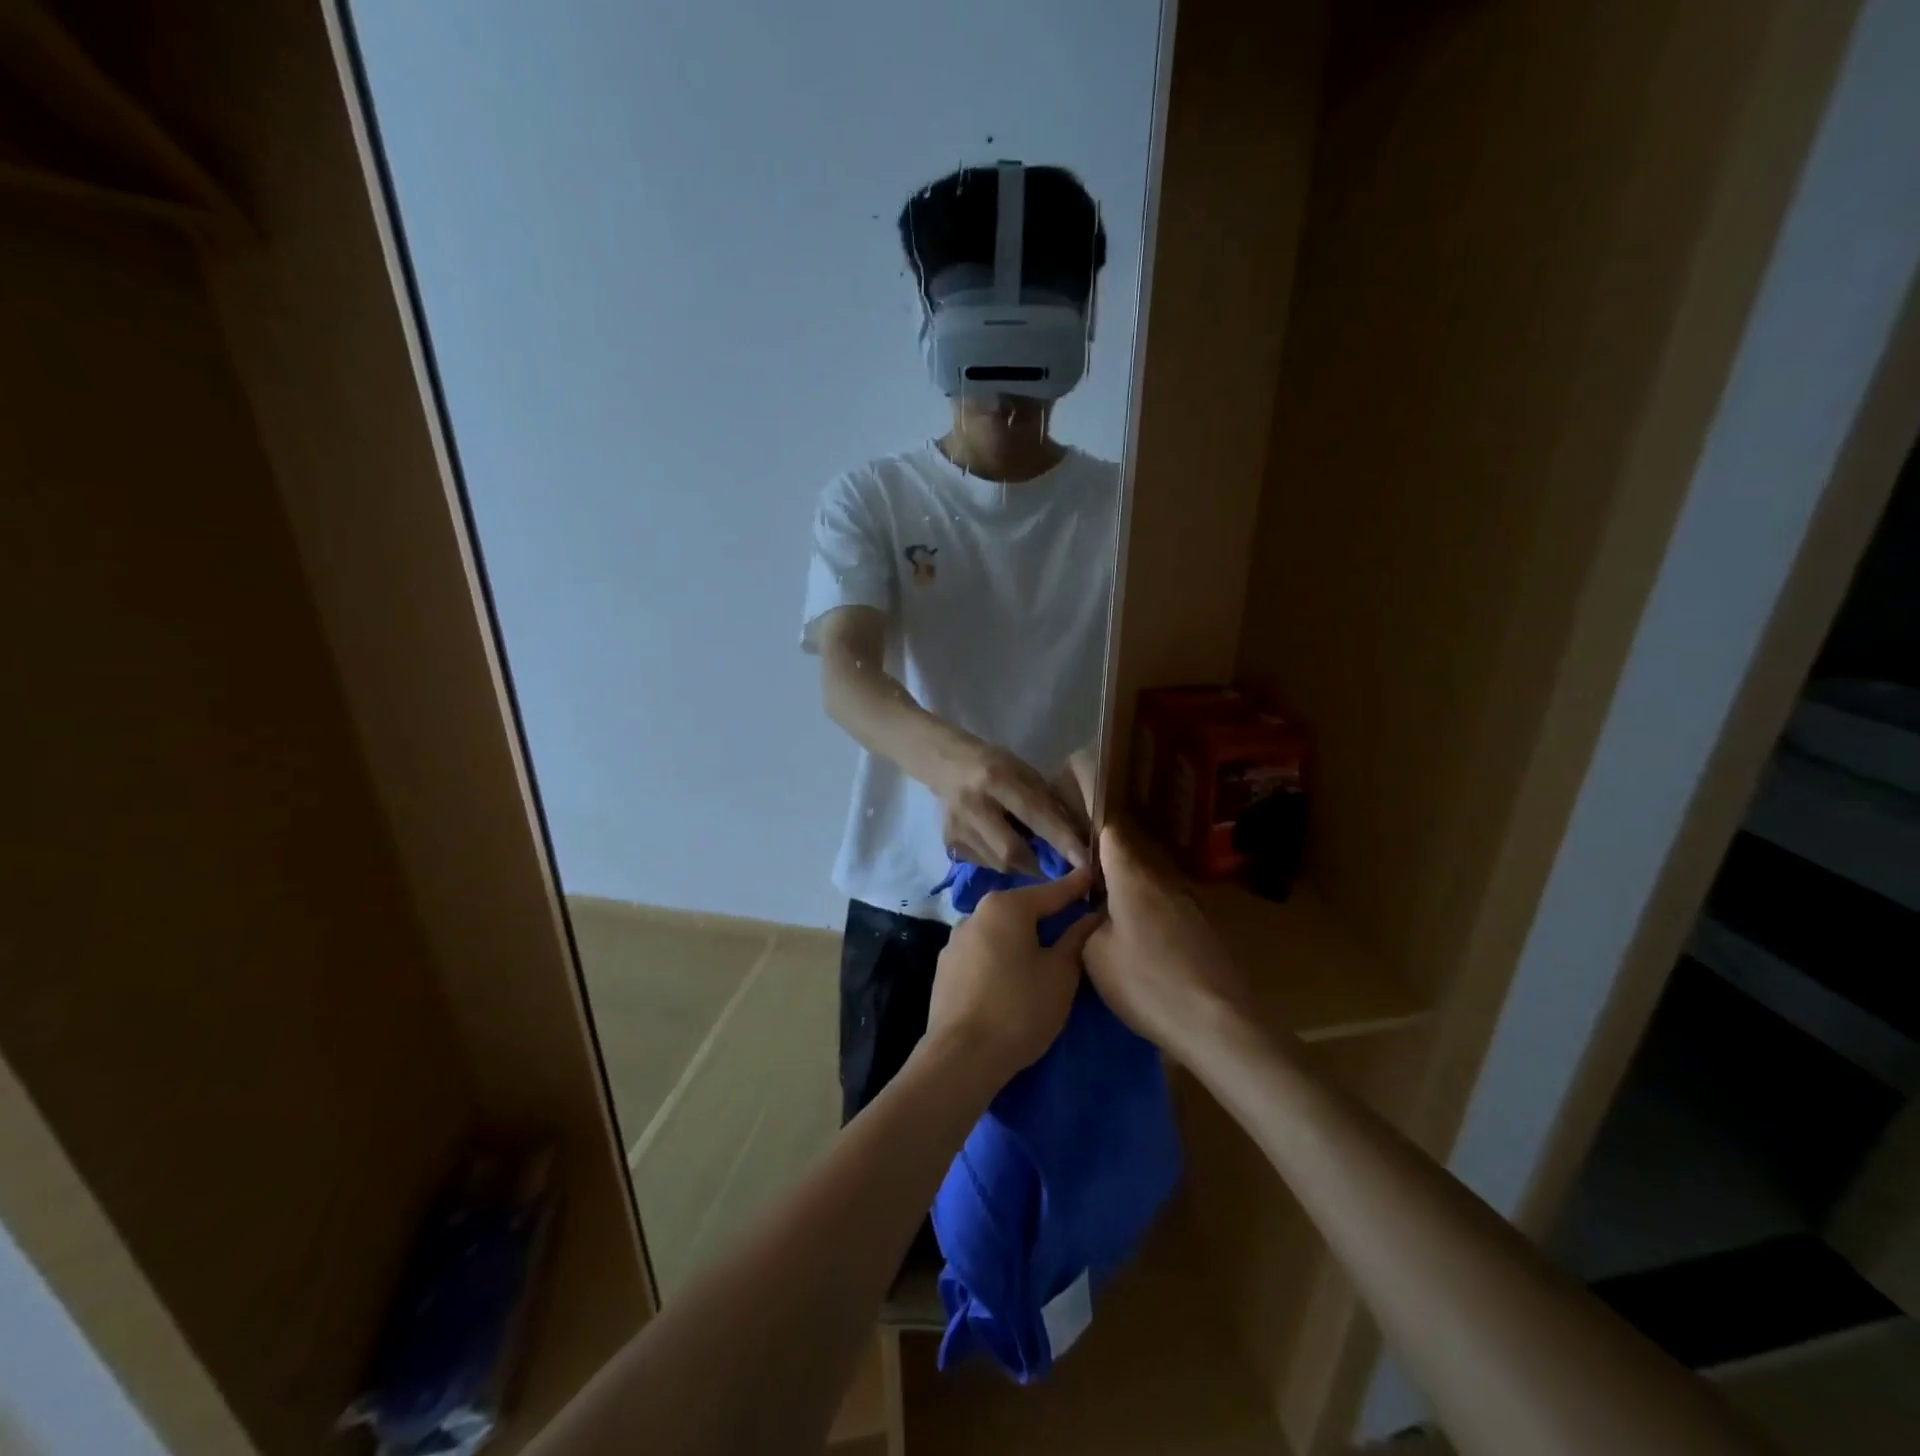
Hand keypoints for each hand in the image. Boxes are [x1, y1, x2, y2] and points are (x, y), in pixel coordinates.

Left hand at [923, 869, 1103, 1087]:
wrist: (960, 1058)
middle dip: (1048, 912)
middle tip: (1075, 919)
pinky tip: (1012, 975)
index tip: (1094, 876)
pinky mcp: (945, 968)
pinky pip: (983, 951)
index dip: (1077, 886)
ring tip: (1044, 951)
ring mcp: (955, 941)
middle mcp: (976, 913)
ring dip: (1022, 936)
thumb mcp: (1060, 975)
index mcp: (1006, 907)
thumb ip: (1076, 940)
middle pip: (1022, 908)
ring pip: (1000, 930)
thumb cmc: (1019, 1009)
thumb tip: (1090, 916)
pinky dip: (1002, 955)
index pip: (1052, 891)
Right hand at [933, 738, 1089, 874]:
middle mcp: (974, 805)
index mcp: (997, 779)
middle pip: (1011, 852)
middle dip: (1040, 865)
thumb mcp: (1024, 772)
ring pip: (998, 863)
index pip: (1035, 815)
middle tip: (1058, 869)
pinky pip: (984, 864)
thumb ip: (1047, 803)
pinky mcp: (949, 843)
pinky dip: (1001, 862)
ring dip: (1022, 865)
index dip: (1061, 840)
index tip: (1085, 861)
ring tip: (1032, 855)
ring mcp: (958, 827)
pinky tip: (1004, 847)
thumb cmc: (995, 764)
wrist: (947, 764)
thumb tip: (1077, 837)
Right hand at [1084, 821, 1251, 1055]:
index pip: (1112, 837)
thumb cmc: (1146, 983)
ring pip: (1152, 894)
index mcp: (1133, 879)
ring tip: (1115, 934)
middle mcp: (1165, 883)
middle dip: (1110, 879)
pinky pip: (1170, 918)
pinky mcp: (1208, 933)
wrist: (1217, 1024)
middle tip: (1087, 902)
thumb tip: (1098, 915)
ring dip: (1133, 907)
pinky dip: (1154, 928)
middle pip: (1132, 867)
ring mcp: (1192, 907)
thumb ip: (1089, 924)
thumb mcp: (1095, 956)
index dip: (1094, 836)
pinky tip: (1147, 957)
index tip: (1077, 848)